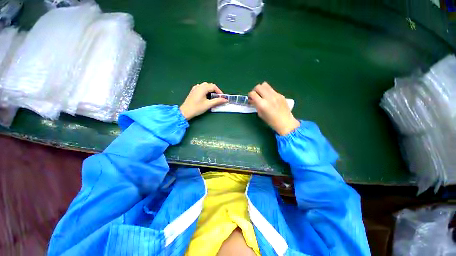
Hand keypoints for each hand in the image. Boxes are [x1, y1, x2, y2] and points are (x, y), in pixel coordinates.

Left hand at [180, 82, 227, 119]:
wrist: (185, 111)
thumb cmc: (197, 108)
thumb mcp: (208, 104)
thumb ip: (217, 101)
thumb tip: (225, 100)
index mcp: (203, 88)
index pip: (213, 86)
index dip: (219, 91)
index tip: (222, 97)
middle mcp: (199, 86)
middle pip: (209, 85)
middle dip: (215, 90)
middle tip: (218, 97)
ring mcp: (195, 88)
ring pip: (205, 86)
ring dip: (210, 90)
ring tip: (213, 97)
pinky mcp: (193, 91)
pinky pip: (201, 88)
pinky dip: (206, 91)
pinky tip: (206, 96)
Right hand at [249, 82, 299, 134]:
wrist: (285, 122)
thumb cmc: (271, 121)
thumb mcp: (260, 114)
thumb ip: (255, 105)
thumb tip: (251, 100)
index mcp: (262, 104)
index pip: (253, 93)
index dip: (250, 95)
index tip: (250, 98)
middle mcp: (269, 97)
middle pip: (258, 86)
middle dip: (255, 90)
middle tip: (256, 96)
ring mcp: (276, 95)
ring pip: (265, 85)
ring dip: (261, 89)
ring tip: (262, 95)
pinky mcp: (280, 94)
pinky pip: (272, 89)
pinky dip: (268, 92)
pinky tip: (270, 99)